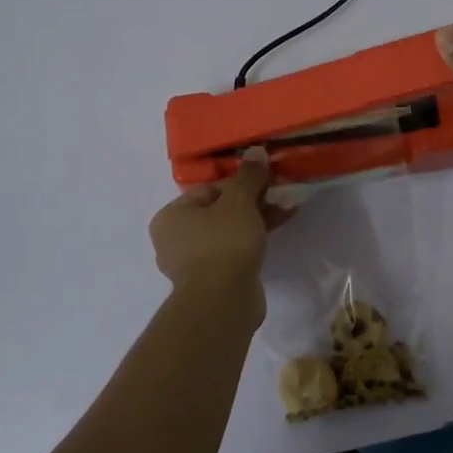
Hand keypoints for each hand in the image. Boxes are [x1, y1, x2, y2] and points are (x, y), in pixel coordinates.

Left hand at [148, 148, 286, 328]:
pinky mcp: (210, 284)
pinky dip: (250, 245)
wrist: (223, 301)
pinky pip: (231, 255)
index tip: (264, 184)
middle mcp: (173, 241)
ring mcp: (190, 266)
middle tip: (276, 198)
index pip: (207, 191)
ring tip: (283, 214)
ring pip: (226, 234)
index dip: (238, 184)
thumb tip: (255, 151)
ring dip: (253, 224)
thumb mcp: (239, 201)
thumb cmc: (223, 242)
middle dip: (249, 204)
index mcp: (169, 217)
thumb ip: (248, 176)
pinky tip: (273, 238)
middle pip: (217, 213)